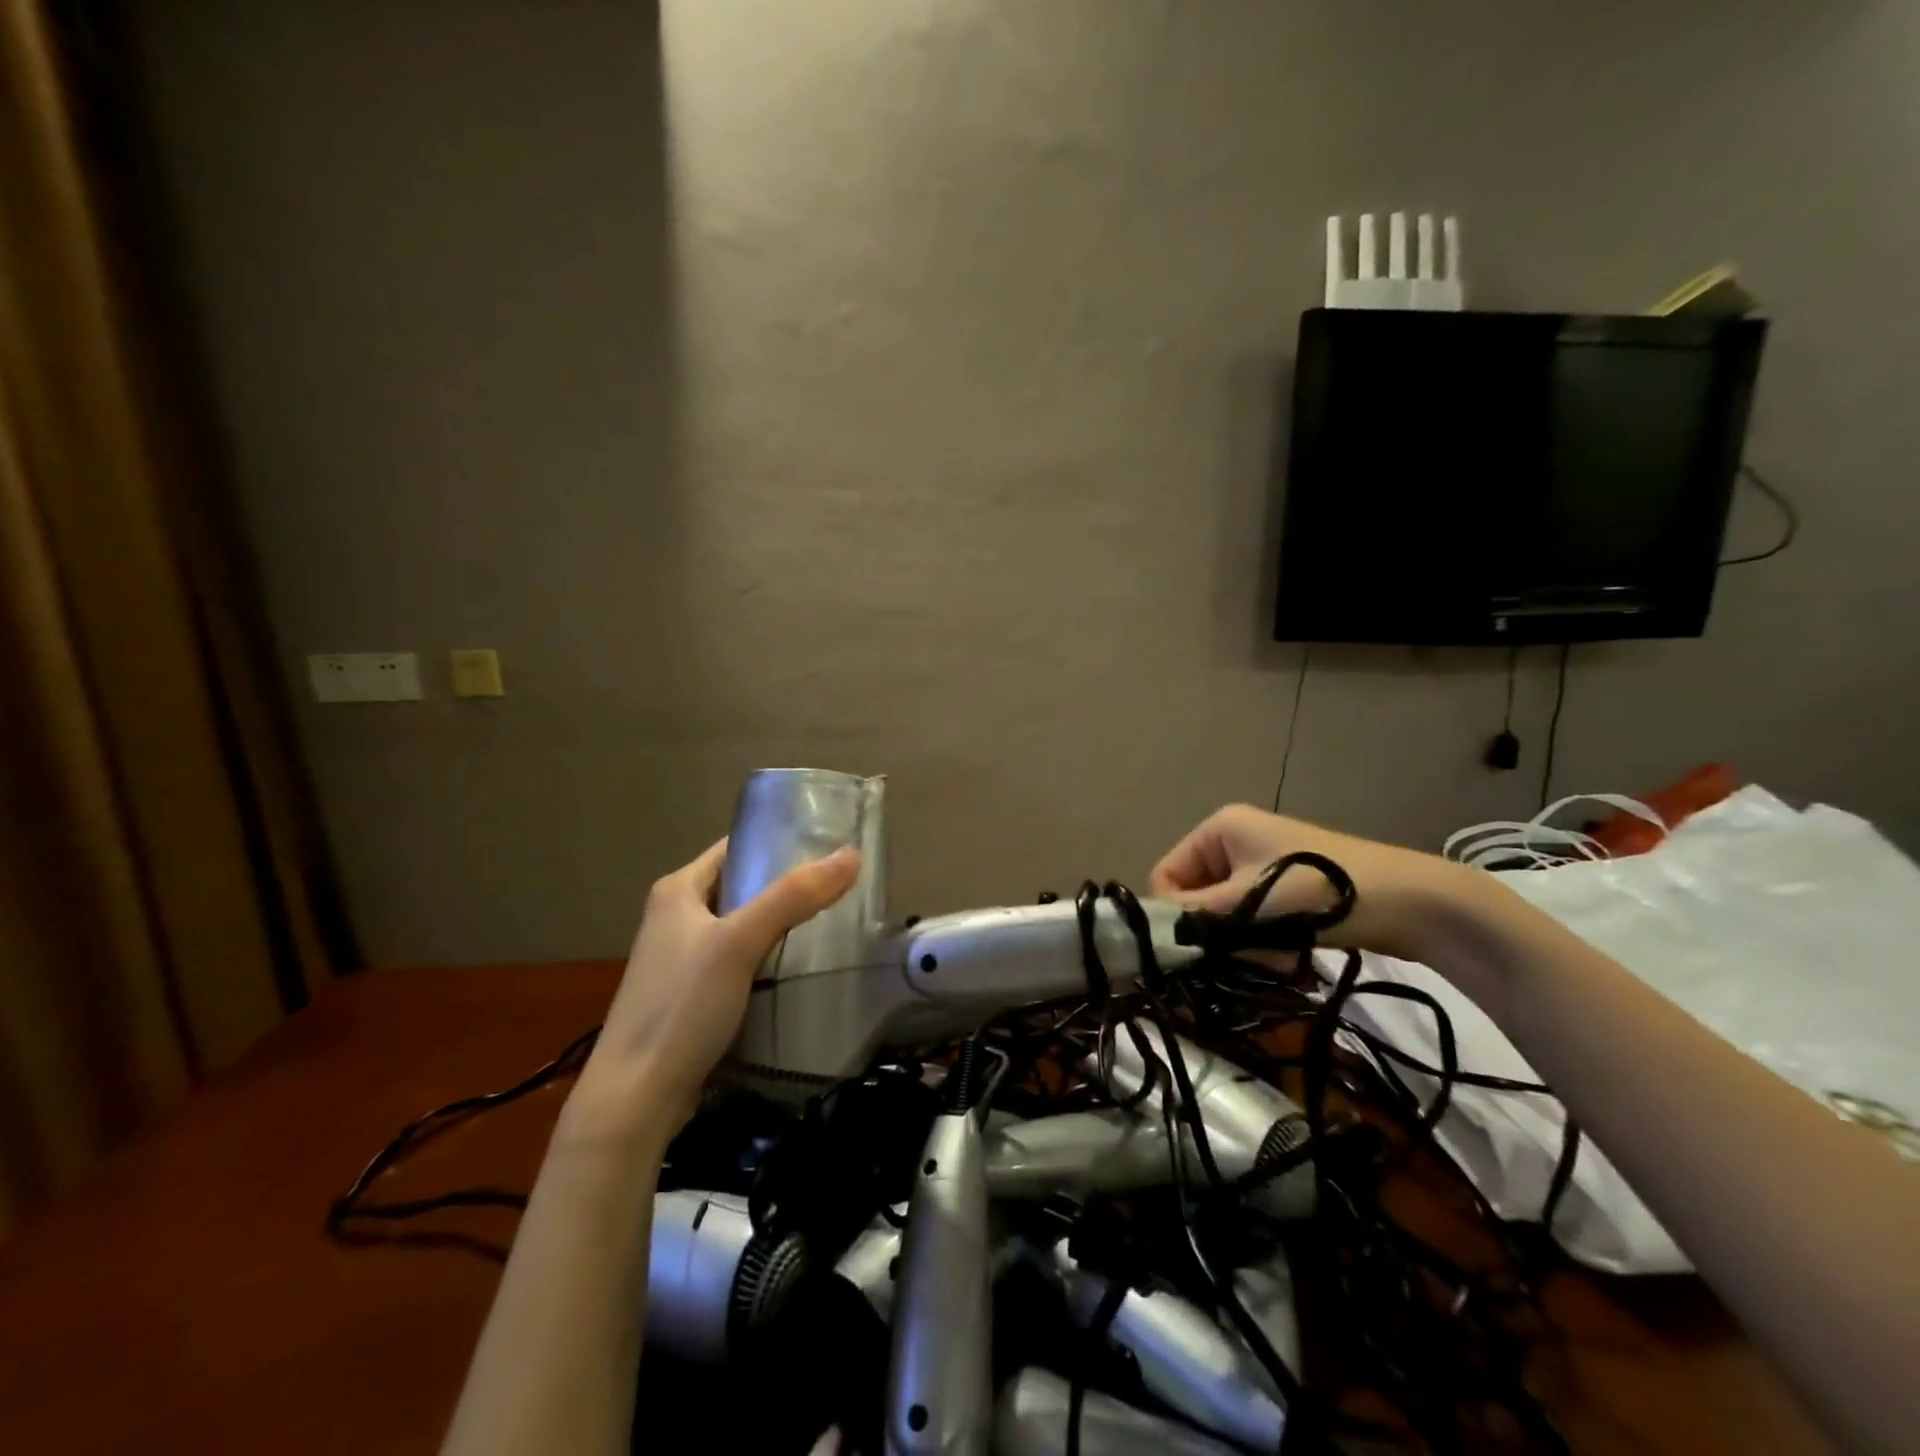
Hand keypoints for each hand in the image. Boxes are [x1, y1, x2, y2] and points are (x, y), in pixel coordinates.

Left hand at [573, 839, 860, 1133]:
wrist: (636, 1098)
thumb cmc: (682, 1006)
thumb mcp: (740, 942)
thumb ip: (794, 897)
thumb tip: (852, 855)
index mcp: (677, 889)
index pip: (736, 847)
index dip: (778, 841)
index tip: (828, 844)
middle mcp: (675, 915)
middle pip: (742, 886)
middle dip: (787, 884)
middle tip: (839, 884)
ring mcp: (681, 957)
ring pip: (742, 925)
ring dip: (779, 922)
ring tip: (831, 919)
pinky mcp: (691, 994)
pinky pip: (739, 960)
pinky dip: (767, 956)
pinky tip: (798, 966)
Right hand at [1150, 804, 1467, 962]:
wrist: (1410, 901)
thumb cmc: (1318, 891)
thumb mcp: (1248, 903)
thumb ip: (1195, 916)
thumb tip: (1152, 935)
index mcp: (1219, 827)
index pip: (1166, 874)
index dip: (1174, 912)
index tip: (1196, 947)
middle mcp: (1234, 838)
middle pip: (1196, 894)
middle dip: (1214, 929)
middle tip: (1242, 954)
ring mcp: (1262, 861)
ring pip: (1225, 911)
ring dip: (1240, 940)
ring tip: (1274, 956)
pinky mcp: (1286, 885)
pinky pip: (1252, 916)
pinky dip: (1261, 939)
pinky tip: (1287, 956)